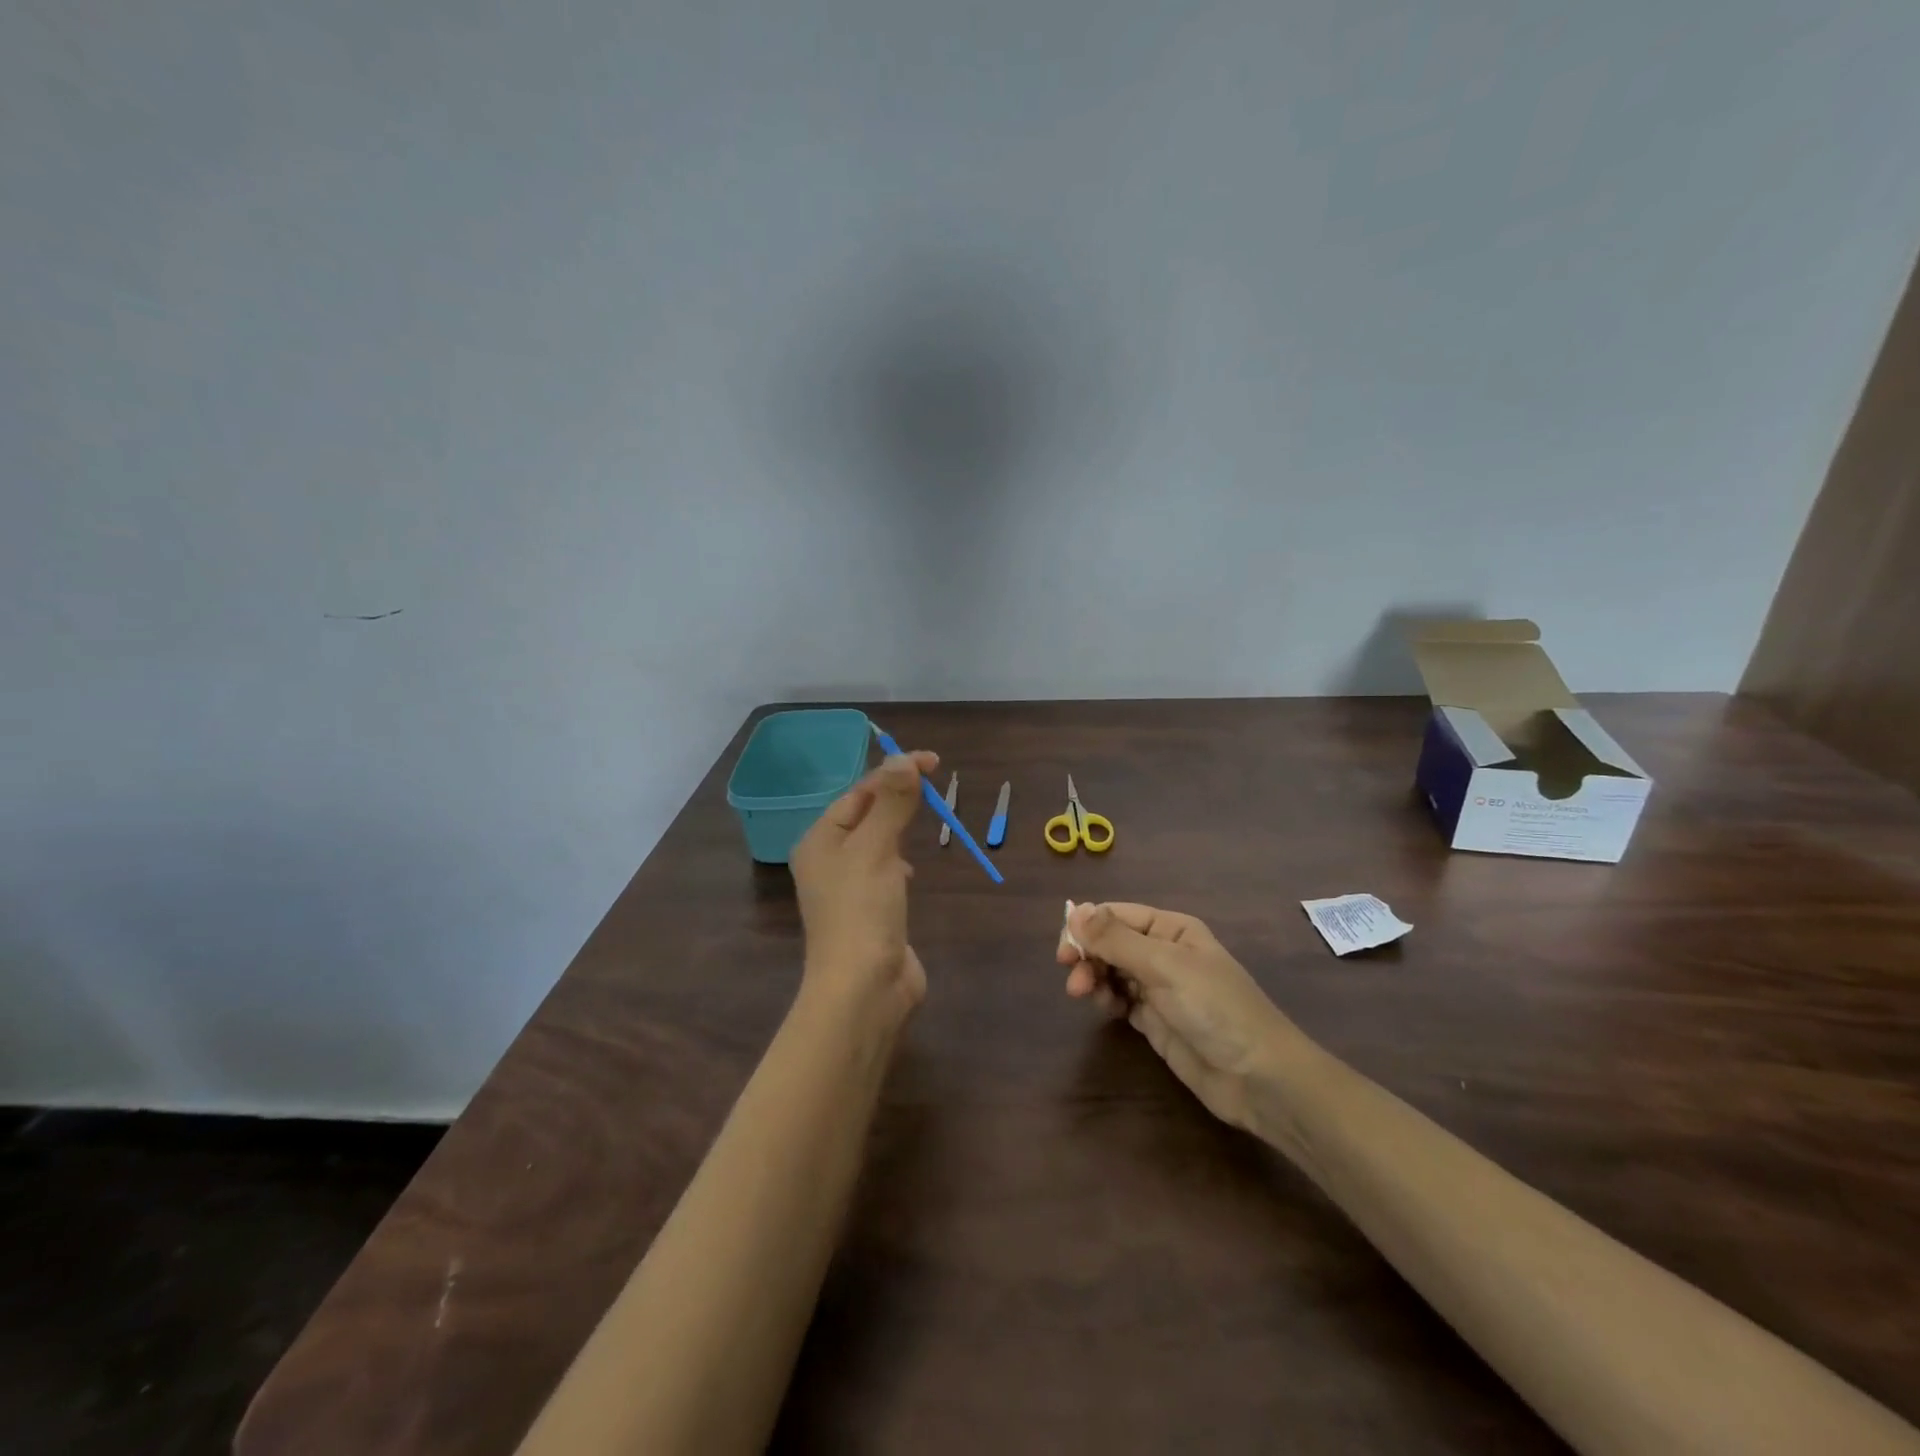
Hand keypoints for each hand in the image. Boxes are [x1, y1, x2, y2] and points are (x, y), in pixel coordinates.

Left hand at [791, 750, 937, 1020]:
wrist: (864, 989)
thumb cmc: (862, 910)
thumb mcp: (877, 848)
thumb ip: (892, 803)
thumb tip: (904, 759)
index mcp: (820, 840)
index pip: (858, 792)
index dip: (894, 772)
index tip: (933, 762)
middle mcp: (829, 860)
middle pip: (865, 814)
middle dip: (896, 796)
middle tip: (934, 783)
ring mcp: (849, 889)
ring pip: (876, 842)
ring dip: (898, 825)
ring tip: (924, 814)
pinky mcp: (870, 912)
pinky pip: (884, 871)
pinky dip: (899, 859)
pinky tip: (910, 868)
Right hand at [1058, 902, 1297, 1128]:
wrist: (1258, 1077)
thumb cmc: (1215, 1009)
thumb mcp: (1165, 966)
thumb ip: (1117, 940)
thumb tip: (1074, 911)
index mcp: (1172, 929)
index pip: (1118, 915)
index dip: (1088, 926)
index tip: (1065, 948)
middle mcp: (1163, 952)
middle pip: (1111, 942)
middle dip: (1088, 955)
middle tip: (1072, 978)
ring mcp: (1159, 987)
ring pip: (1111, 970)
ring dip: (1093, 977)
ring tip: (1085, 995)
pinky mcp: (1155, 1020)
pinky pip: (1119, 999)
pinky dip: (1106, 999)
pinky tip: (1105, 1007)